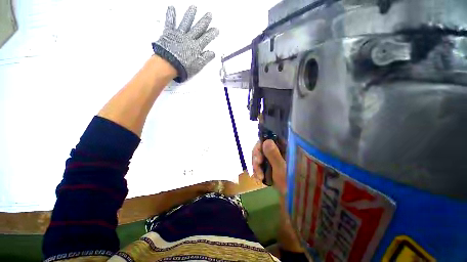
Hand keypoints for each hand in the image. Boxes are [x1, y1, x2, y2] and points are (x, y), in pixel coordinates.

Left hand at [152, 5, 218, 82]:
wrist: (168, 64)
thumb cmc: (183, 67)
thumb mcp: (197, 66)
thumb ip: (205, 58)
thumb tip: (212, 53)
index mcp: (196, 47)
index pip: (206, 39)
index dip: (211, 34)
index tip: (216, 29)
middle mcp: (189, 38)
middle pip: (198, 28)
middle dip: (204, 21)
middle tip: (209, 14)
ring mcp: (179, 35)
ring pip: (186, 22)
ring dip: (190, 15)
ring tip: (193, 7)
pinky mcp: (169, 33)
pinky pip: (170, 22)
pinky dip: (171, 15)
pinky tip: (171, 7)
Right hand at [252, 140, 286, 194]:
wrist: (295, 200)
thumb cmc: (291, 184)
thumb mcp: (282, 169)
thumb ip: (274, 155)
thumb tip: (266, 141)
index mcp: (286, 147)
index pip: (270, 138)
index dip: (261, 145)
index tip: (258, 158)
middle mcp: (280, 150)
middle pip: (263, 147)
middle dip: (257, 157)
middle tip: (257, 168)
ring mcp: (275, 157)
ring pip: (260, 155)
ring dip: (256, 165)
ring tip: (259, 177)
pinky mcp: (272, 165)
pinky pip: (261, 163)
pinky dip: (258, 170)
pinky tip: (259, 178)